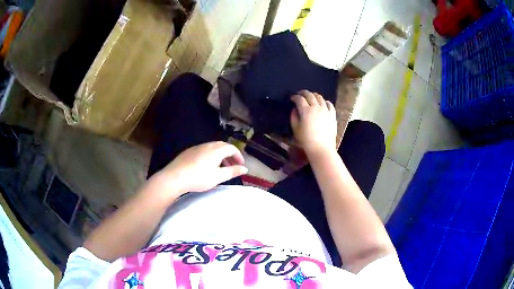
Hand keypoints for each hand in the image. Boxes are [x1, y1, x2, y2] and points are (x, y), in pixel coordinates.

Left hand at [150, 142, 247, 194]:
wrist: (175, 177)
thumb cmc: (199, 178)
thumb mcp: (218, 177)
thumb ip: (233, 171)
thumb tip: (245, 169)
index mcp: (216, 150)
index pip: (232, 148)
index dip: (239, 156)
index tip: (241, 166)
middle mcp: (208, 145)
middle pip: (223, 146)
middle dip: (230, 155)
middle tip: (232, 166)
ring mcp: (197, 147)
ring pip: (213, 147)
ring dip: (220, 155)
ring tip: (221, 167)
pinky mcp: (189, 151)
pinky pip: (204, 150)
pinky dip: (211, 155)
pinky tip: (207, 166)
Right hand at [291, 90, 336, 156]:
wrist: (322, 148)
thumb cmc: (306, 140)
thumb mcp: (296, 129)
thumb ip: (294, 117)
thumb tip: (294, 109)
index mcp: (306, 111)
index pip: (299, 99)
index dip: (295, 97)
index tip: (292, 98)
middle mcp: (316, 107)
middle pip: (310, 95)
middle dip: (304, 93)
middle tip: (300, 94)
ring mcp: (326, 110)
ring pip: (320, 97)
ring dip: (314, 95)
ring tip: (311, 97)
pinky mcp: (332, 115)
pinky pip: (329, 104)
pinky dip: (325, 101)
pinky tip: (323, 103)